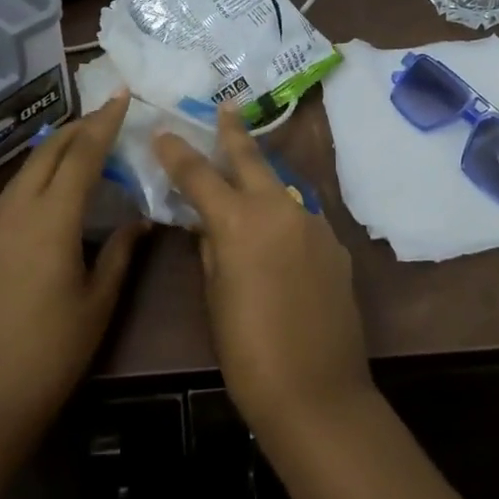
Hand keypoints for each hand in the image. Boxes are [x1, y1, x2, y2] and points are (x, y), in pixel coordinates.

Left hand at [0, 93, 145, 452]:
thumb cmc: (50, 353)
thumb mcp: (98, 302)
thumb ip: (120, 253)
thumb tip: (140, 220)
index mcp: (52, 220)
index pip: (82, 155)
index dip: (104, 123)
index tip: (121, 95)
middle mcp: (18, 212)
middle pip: (48, 152)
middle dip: (78, 127)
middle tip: (107, 115)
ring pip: (26, 169)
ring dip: (55, 148)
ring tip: (84, 142)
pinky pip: (14, 191)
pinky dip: (38, 172)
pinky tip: (52, 185)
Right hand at [153, 106, 372, 437]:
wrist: (318, 391)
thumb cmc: (249, 352)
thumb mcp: (215, 298)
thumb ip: (211, 251)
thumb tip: (207, 225)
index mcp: (240, 222)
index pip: (200, 175)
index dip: (178, 153)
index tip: (163, 132)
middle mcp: (279, 209)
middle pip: (251, 159)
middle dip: (233, 132)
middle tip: (226, 107)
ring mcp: (313, 223)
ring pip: (280, 189)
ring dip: (261, 181)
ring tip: (246, 179)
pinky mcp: (334, 244)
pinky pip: (301, 219)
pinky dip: (283, 218)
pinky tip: (278, 237)